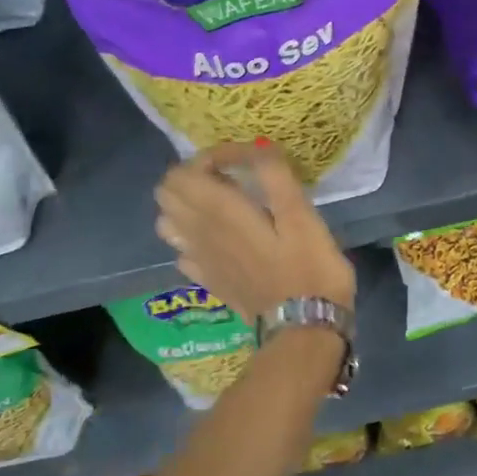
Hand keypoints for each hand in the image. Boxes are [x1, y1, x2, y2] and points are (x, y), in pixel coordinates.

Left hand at [153, 142, 355, 323]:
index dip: (214, 156)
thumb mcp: (301, 214)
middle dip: (194, 176)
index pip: (186, 170)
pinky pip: (183, 252)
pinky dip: (193, 238)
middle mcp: (199, 233)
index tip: (249, 160)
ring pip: (167, 222)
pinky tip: (220, 241)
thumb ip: (274, 175)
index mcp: (219, 212)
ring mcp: (199, 261)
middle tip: (231, 179)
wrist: (304, 327)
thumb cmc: (308, 268)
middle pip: (167, 192)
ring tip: (221, 206)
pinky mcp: (208, 281)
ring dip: (187, 206)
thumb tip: (257, 149)